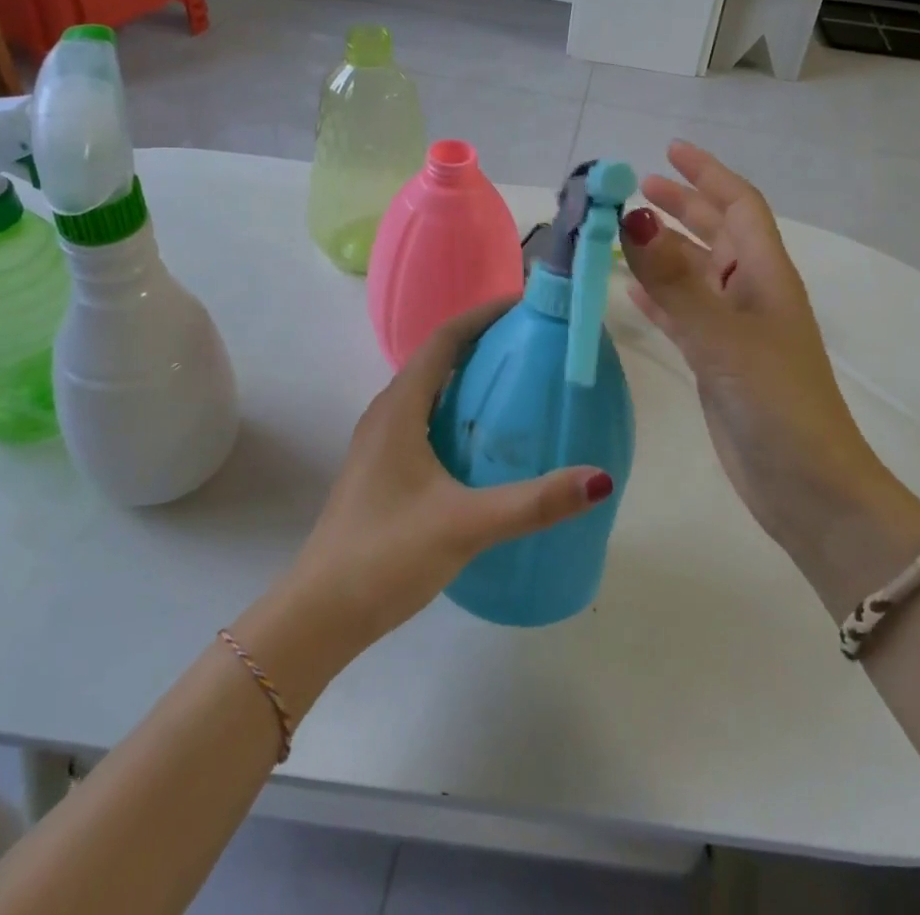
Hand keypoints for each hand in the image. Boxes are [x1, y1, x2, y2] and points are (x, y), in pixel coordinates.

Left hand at [281, 301, 611, 659]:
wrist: (319, 613)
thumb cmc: (386, 555)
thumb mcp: (466, 525)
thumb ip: (533, 503)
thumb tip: (599, 479)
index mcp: (400, 408)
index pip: (444, 338)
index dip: (483, 314)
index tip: (526, 306)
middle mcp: (387, 413)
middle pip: (437, 358)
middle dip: (482, 342)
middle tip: (533, 344)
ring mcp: (380, 442)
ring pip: (430, 390)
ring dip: (468, 377)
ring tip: (516, 384)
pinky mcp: (382, 469)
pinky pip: (424, 419)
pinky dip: (456, 411)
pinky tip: (484, 442)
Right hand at [621, 142, 919, 602]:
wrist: (809, 490)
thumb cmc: (777, 405)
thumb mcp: (723, 339)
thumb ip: (676, 281)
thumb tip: (633, 218)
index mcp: (766, 277)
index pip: (739, 206)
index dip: (708, 174)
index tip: (669, 150)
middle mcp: (751, 295)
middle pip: (715, 233)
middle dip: (681, 205)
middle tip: (637, 187)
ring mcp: (733, 330)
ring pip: (694, 272)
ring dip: (664, 248)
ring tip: (624, 230)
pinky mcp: (716, 361)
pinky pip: (682, 312)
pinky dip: (658, 295)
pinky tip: (631, 290)